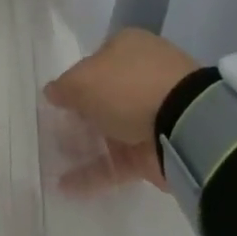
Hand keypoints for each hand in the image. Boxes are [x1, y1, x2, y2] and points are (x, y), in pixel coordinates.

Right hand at [44, 29, 198, 195]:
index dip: (75, 80)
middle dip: (78, 117)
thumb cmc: (127, 87)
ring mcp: (151, 115)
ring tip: (53, 162)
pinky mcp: (154, 150)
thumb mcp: (82, 80)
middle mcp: (141, 77)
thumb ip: (63, 88)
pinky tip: (66, 187)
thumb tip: (52, 92)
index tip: (57, 102)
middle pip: (103, 98)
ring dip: (83, 147)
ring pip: (109, 131)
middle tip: (52, 133)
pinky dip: (94, 173)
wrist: (184, 124)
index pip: (95, 61)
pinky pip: (118, 161)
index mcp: (128, 48)